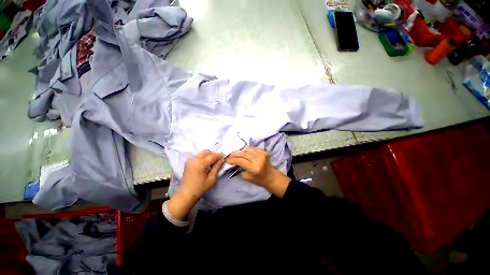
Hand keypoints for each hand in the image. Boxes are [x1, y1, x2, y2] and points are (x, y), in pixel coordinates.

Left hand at [168, 150, 223, 219]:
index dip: (219, 155)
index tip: (224, 156)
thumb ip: (217, 167)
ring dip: (209, 155)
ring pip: (202, 153)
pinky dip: (204, 157)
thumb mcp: (212, 178)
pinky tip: (207, 162)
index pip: (212, 156)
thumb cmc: (200, 188)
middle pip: (206, 152)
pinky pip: (198, 156)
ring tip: (214, 160)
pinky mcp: (188, 161)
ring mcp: (190, 160)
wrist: (186, 193)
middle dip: (214, 154)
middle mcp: (194, 159)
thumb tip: (222, 160)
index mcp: (200, 164)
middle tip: (219, 158)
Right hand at [226, 147, 290, 197]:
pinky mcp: (264, 151)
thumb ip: (240, 168)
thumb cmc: (258, 179)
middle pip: (244, 153)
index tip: (227, 159)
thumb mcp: (247, 177)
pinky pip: (252, 148)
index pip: (241, 161)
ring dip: (241, 151)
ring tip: (238, 155)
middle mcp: (259, 160)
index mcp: (254, 168)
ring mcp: (262, 154)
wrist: (270, 176)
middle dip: (235, 154)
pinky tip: (245, 154)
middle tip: (230, 155)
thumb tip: (234, 161)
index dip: (233, 159)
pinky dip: (247, 150)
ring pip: (247, 149)